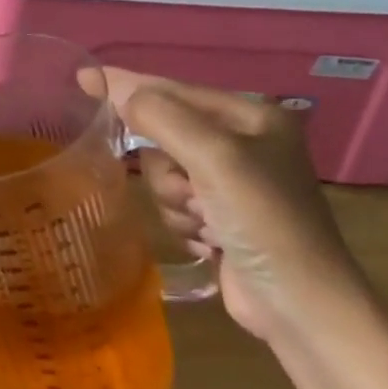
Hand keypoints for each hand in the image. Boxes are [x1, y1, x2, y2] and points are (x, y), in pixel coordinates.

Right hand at [104, 70, 371, 343]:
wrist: (304, 311)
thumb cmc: (265, 223)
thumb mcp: (214, 158)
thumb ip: (160, 116)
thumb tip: (113, 87)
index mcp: (252, 117)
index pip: (174, 90)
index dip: (127, 84)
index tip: (83, 77)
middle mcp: (243, 143)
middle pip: (164, 135)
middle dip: (168, 167)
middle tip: (192, 191)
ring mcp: (233, 184)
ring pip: (163, 172)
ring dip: (175, 200)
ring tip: (207, 223)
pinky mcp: (223, 219)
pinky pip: (173, 203)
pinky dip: (183, 222)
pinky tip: (209, 241)